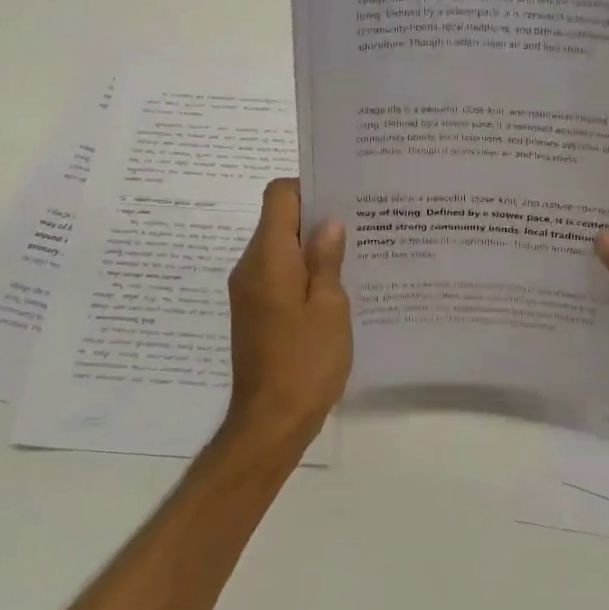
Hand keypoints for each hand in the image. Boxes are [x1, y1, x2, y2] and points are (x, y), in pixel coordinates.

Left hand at [224, 179, 351, 445]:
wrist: (270, 422)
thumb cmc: (305, 362)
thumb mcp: (330, 307)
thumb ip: (327, 259)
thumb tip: (328, 223)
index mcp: (268, 258)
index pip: (278, 195)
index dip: (309, 187)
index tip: (342, 198)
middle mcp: (250, 267)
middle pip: (278, 219)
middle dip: (316, 217)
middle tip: (360, 224)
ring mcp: (248, 291)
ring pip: (279, 248)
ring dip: (311, 246)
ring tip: (353, 255)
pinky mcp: (254, 311)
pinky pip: (278, 274)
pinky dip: (303, 271)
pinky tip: (335, 288)